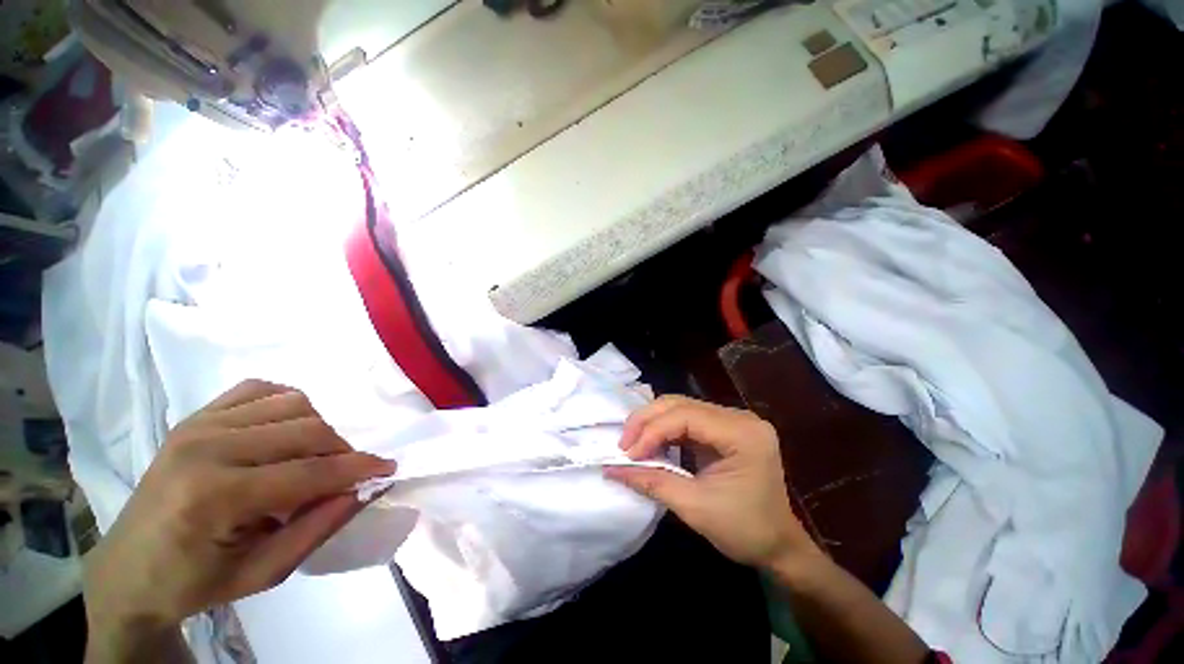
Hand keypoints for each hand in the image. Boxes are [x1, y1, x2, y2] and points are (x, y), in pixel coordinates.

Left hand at [84, 380, 394, 637]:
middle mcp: (206, 447)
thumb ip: (319, 528)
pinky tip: (288, 429)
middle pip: (307, 429)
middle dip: (343, 449)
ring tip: (317, 456)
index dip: (358, 469)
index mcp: (214, 496)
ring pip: (293, 403)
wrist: (128, 569)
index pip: (309, 472)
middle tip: (349, 472)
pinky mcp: (196, 415)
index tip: (389, 468)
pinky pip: (261, 389)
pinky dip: (290, 403)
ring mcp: (198, 424)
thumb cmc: (196, 581)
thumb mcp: (263, 574)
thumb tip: (366, 489)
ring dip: (320, 428)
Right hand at [605, 396, 817, 569]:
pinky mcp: (724, 428)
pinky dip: (664, 430)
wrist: (778, 546)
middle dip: (647, 421)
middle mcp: (739, 417)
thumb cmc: (744, 530)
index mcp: (743, 433)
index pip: (686, 417)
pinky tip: (651, 443)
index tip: (628, 454)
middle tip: (624, 444)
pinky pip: (686, 419)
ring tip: (633, 444)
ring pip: (680, 407)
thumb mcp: (694, 508)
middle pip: (680, 404)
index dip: (651, 431)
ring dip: (652, 423)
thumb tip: (611, 469)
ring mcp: (732, 420)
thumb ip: (652, 483)